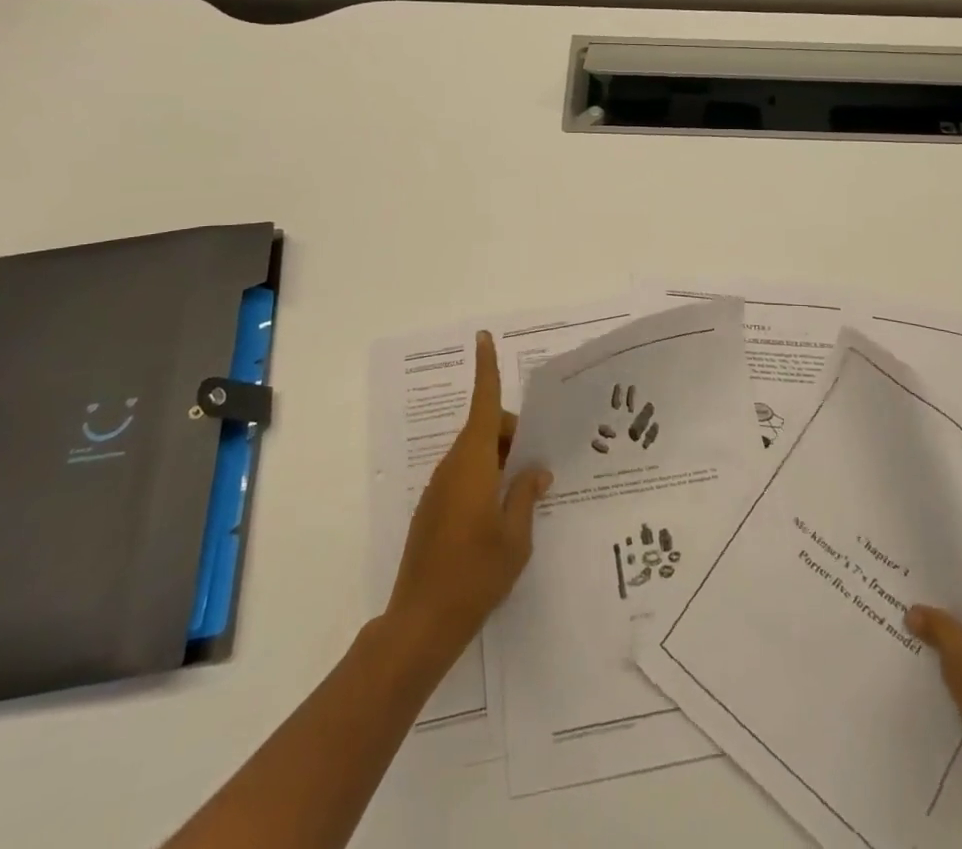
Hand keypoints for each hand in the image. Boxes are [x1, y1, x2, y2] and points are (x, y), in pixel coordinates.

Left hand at [387, 331, 551, 657]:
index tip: (483, 338)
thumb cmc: (476, 574)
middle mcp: (453, 466)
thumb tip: (536, 470)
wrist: (421, 623)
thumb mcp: (516, 536)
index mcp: (474, 462)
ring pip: (476, 453)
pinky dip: (486, 479)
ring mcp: (439, 488)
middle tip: (540, 468)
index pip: (484, 403)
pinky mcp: (433, 509)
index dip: (486, 368)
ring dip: (501, 460)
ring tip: (526, 494)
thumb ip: (527, 495)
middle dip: (514, 435)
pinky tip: (501, 515)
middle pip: (487, 429)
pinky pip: (465, 475)